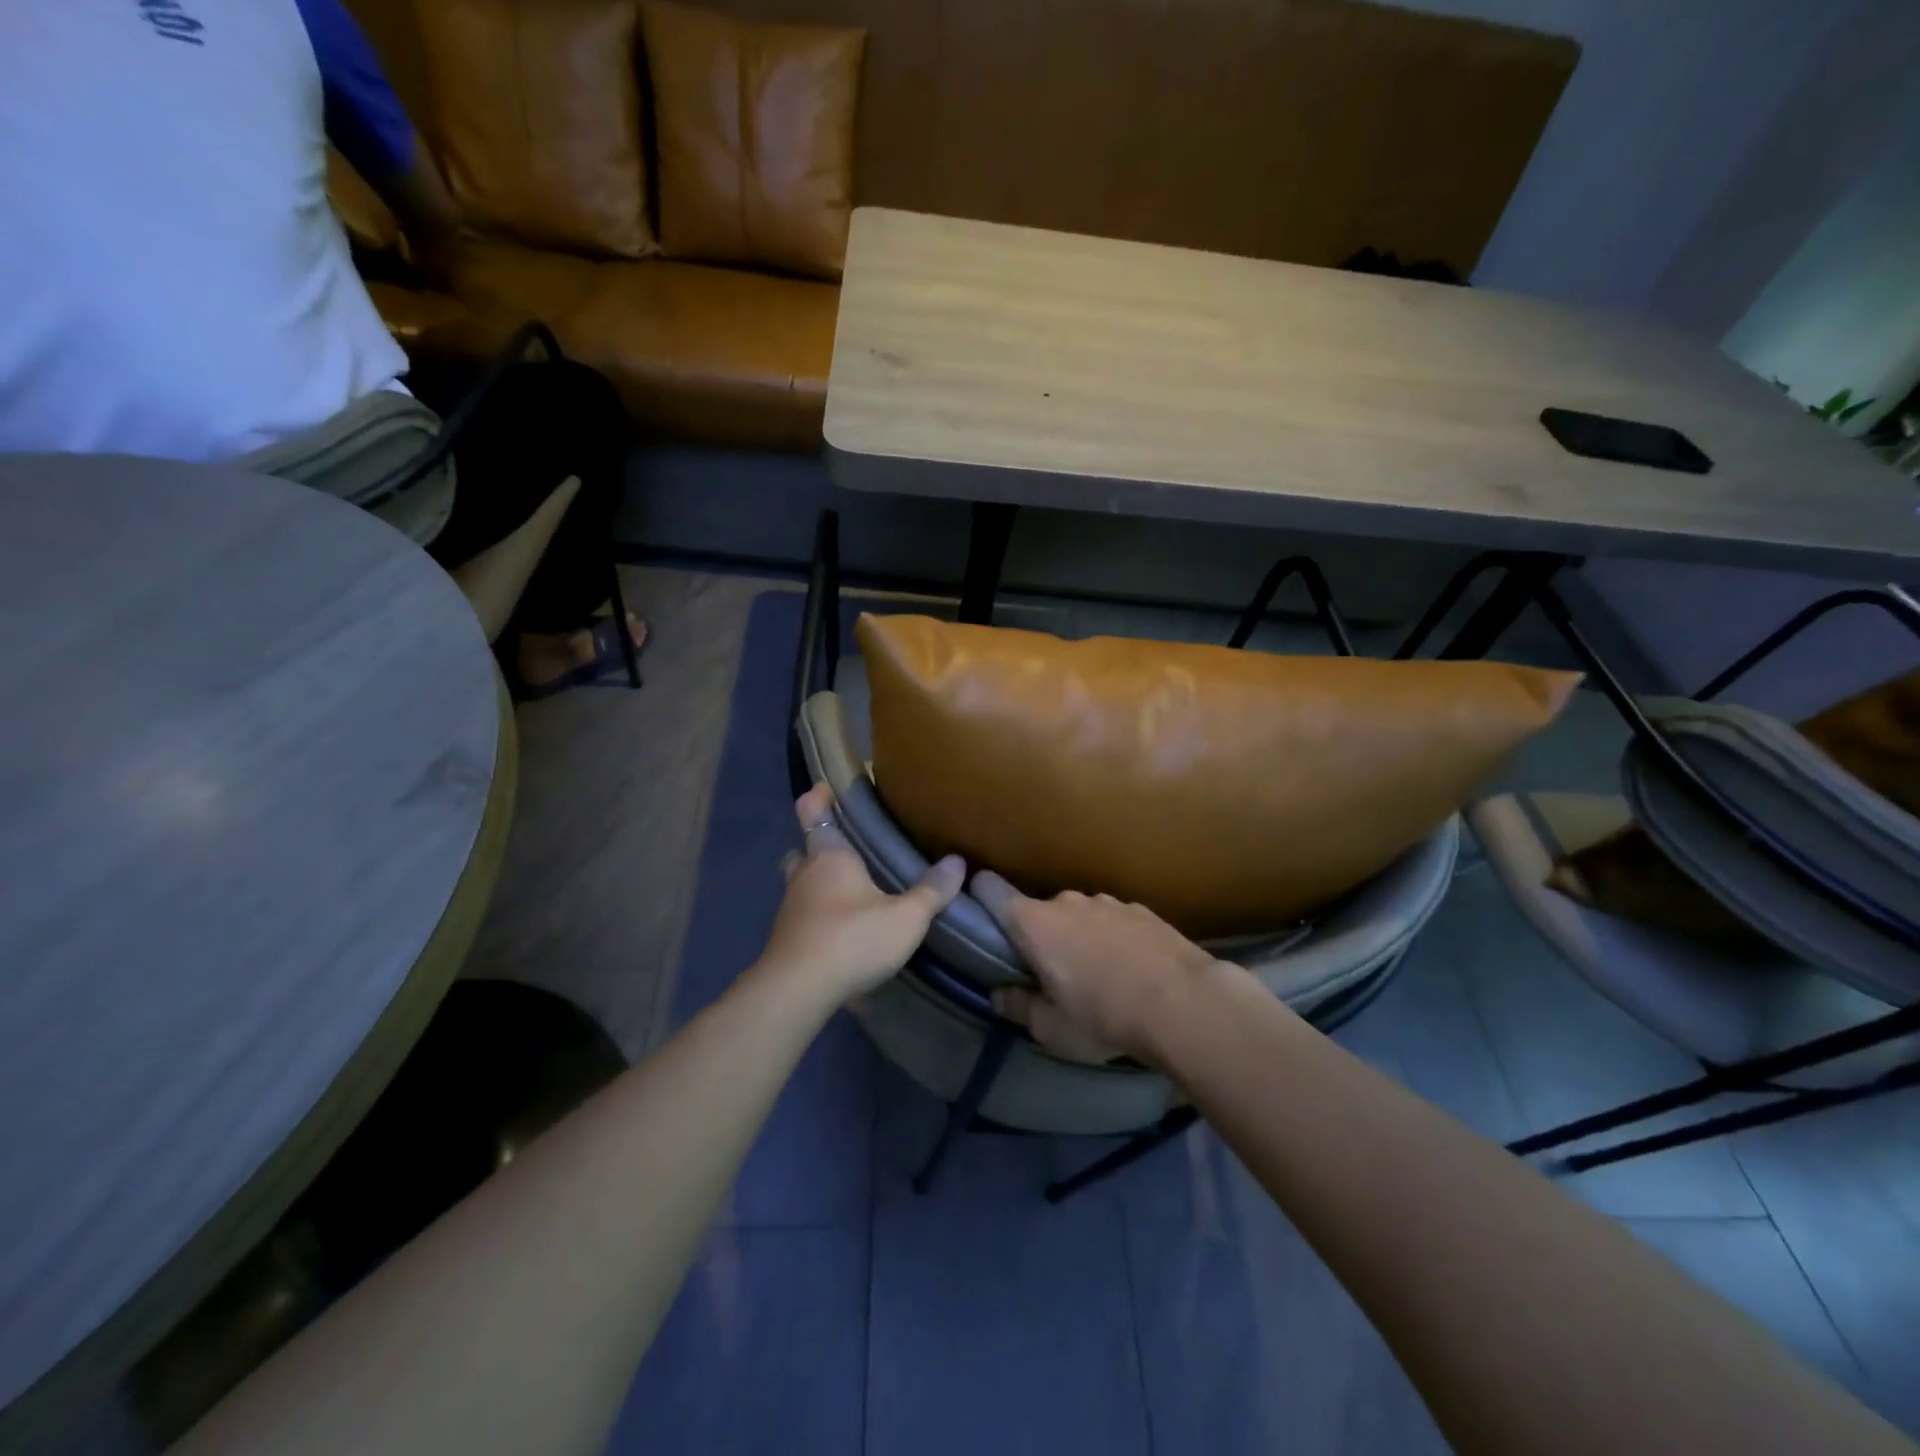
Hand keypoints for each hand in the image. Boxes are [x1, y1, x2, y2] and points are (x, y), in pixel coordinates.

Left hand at [754, 784, 964, 1004]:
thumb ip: (932, 891)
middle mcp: (804, 875)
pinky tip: (840, 928)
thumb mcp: (905, 917)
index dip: (818, 798)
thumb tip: (958, 861)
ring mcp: (790, 908)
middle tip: (848, 849)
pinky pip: (802, 914)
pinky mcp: (786, 939)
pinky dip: (817, 913)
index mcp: (829, 856)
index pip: (813, 812)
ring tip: (849, 890)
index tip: (827, 789)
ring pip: (801, 883)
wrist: (797, 991)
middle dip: (819, 846)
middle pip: (804, 849)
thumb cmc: (852, 939)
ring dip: (818, 882)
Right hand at [971, 875, 1232, 1065]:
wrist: (1184, 1003)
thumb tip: (1000, 994)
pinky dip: (1114, 939)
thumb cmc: (1103, 1017)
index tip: (979, 913)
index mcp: (1034, 923)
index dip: (979, 895)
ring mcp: (1107, 901)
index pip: (991, 890)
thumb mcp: (1051, 1029)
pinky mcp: (1142, 910)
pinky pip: (1114, 922)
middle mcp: (1066, 901)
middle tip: (1052, 974)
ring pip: (1080, 916)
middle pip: (1040, 912)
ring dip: (1081, 938)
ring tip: (1099, 977)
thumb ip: (1019, 1007)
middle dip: (1041, 937)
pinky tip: (1133, 971)